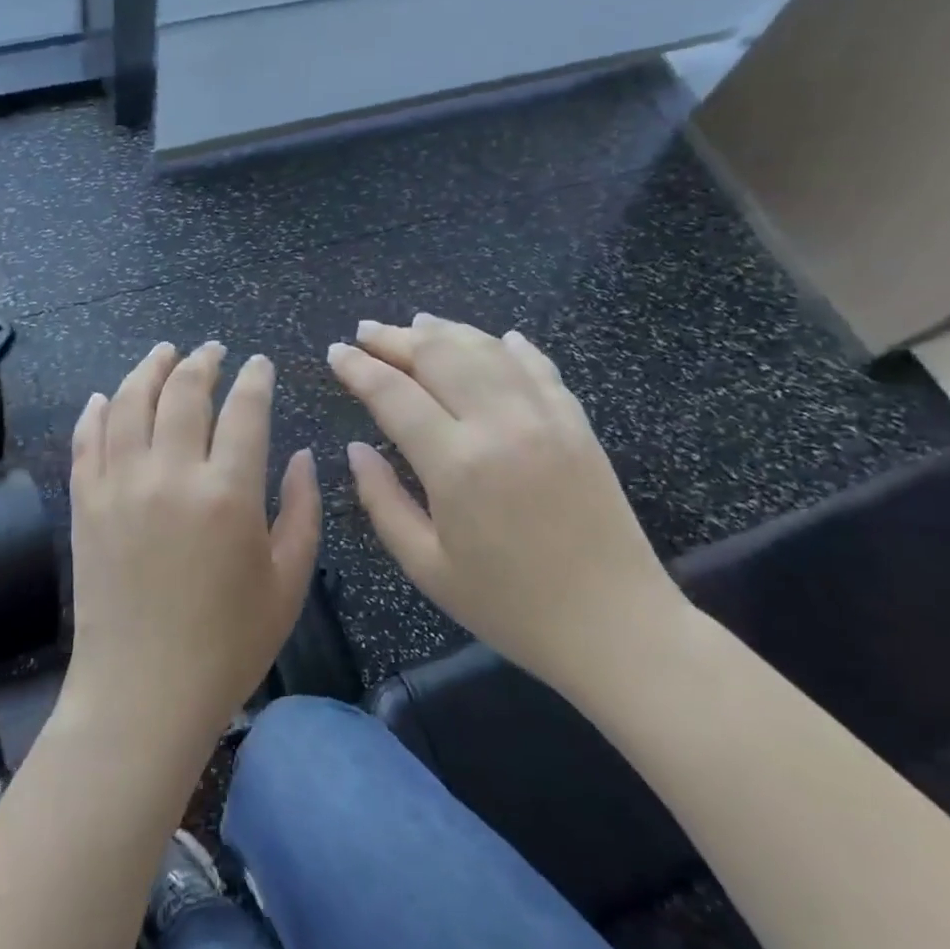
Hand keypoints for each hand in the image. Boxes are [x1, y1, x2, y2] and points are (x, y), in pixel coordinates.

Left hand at [66, 341, 321, 748]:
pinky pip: (86, 440)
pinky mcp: (86, 503)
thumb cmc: (228, 645)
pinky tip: (105, 396)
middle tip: (213, 349)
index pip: (245, 410)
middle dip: (203, 361)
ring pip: (129, 402)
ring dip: (148, 369)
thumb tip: (302, 456)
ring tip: (164, 353)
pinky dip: (96, 411)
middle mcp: (170, 474)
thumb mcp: (288, 582)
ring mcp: (119, 485)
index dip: (255, 378)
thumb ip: (303, 511)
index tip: (260, 363)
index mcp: (228, 494)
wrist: (142, 693)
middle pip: (184, 392)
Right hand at [328, 315, 680, 687]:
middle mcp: (500, 425)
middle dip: (394, 337)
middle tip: (364, 330)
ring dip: (445, 331)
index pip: (393, 394)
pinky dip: (511, 346)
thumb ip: (382, 501)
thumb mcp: (426, 567)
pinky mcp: (578, 423)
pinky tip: (496, 337)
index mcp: (456, 464)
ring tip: (415, 322)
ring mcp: (545, 417)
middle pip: (438, 356)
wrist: (615, 626)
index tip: (334, 352)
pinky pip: (539, 366)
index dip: (358, 368)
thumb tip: (355, 449)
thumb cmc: (509, 606)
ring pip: (486, 350)